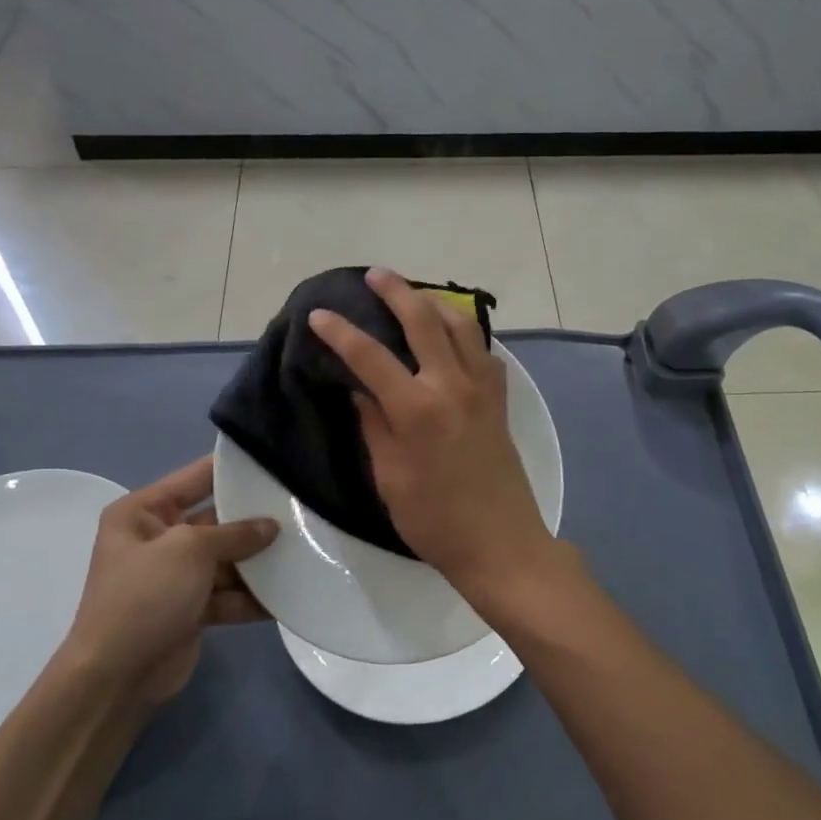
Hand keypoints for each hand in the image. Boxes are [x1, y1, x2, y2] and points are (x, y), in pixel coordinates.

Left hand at [67, 458, 276, 707]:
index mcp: (142, 512)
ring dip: (258, 561)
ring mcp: (175, 576)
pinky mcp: (191, 609)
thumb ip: (234, 533)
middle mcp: (158, 538)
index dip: (233, 468)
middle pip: (217, 519)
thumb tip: (271, 526)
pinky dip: (252, 596)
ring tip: (303, 550)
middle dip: (254, 519)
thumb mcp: (189, 550)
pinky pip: (228, 594)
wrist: (116, 678)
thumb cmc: (144, 596)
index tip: (276, 458)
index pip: (195, 477)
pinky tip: (288, 594)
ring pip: (227, 559)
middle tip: (300, 508)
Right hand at [308, 268, 557, 600]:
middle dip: (396, 292)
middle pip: (423, 320)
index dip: (340, 332)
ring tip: (414, 296)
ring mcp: (482, 389)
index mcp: (416, 409)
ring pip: (462, 326)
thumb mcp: (389, 478)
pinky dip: (465, 334)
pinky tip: (452, 338)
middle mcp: (452, 385)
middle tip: (375, 276)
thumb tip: (360, 390)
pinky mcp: (500, 400)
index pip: (370, 356)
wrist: (501, 543)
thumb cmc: (435, 520)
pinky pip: (483, 352)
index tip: (319, 315)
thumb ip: (373, 426)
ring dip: (435, 303)